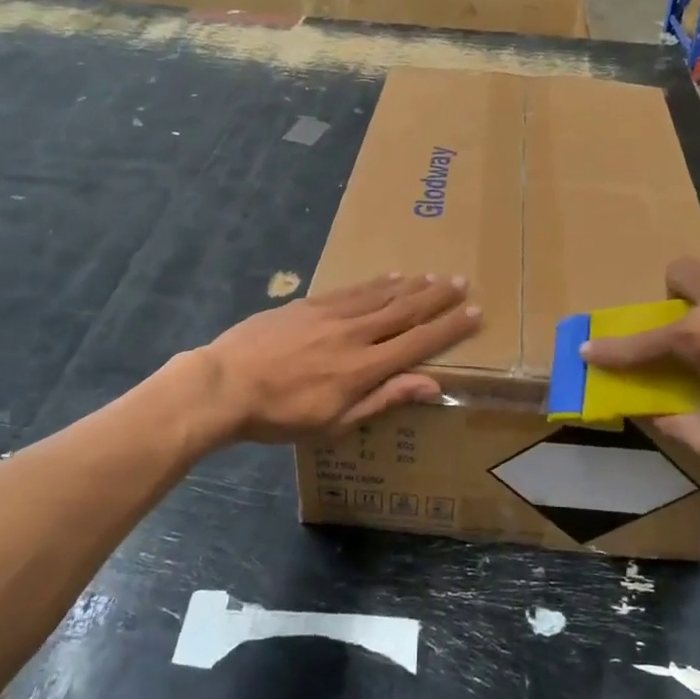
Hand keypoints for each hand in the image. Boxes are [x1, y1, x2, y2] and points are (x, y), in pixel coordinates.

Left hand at [202, 274, 480, 442]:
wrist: (225, 384)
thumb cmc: (281, 415)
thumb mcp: (335, 422)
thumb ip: (384, 399)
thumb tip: (431, 385)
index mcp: (364, 368)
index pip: (418, 343)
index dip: (449, 328)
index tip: (474, 313)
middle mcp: (355, 334)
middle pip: (405, 311)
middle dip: (437, 298)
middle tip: (462, 282)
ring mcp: (331, 314)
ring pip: (381, 295)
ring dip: (412, 286)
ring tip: (434, 276)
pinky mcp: (309, 304)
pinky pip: (352, 289)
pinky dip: (376, 283)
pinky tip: (391, 277)